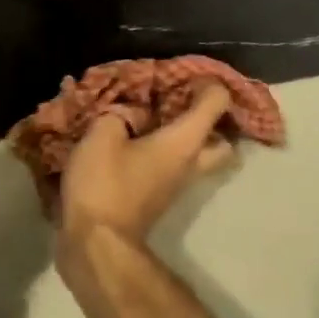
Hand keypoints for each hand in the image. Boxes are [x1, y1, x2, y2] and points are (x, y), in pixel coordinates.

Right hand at [57, 79, 236, 248]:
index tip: (184, 75)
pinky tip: (131, 142)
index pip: (216, 103)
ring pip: (197, 157)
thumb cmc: (104, 184)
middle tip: (181, 104)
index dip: (206, 83)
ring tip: (151, 119)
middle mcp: (190, 163)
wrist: (96, 243)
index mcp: (184, 141)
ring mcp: (176, 186)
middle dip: (209, 121)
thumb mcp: (102, 134)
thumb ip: (118, 114)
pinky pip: (172, 168)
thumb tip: (129, 114)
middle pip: (222, 141)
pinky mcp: (158, 199)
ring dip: (183, 138)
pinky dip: (161, 153)